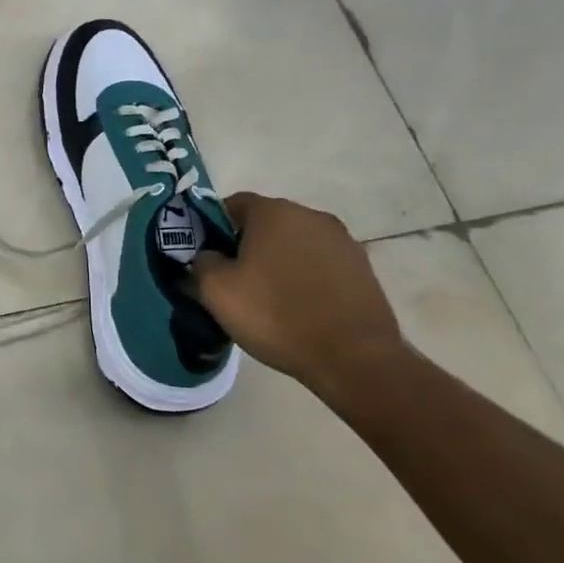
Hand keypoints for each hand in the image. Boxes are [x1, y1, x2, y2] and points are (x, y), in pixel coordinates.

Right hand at [189, 192, 405, 396]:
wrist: (354, 358)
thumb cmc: (276, 315)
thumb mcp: (217, 290)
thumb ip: (201, 262)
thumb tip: (208, 255)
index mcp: (274, 212)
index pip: (232, 204)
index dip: (213, 227)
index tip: (206, 256)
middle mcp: (311, 216)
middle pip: (266, 222)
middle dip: (246, 244)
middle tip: (233, 279)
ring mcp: (342, 241)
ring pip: (295, 243)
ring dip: (278, 261)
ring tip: (268, 297)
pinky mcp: (362, 268)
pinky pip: (320, 264)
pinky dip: (305, 277)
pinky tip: (298, 307)